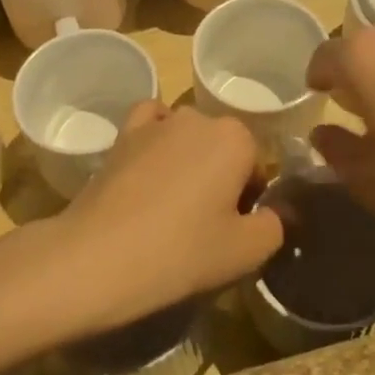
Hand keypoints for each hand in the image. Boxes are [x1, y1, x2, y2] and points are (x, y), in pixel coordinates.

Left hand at [42, 103, 281, 337]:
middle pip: (222, 147)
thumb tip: (273, 213)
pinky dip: (155, 140)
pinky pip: (149, 126)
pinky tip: (148, 171)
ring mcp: (156, 123)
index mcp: (236, 137)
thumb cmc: (182, 251)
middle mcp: (198, 117)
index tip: (232, 229)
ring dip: (187, 162)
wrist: (100, 256)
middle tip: (204, 224)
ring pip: (187, 137)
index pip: (256, 164)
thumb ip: (274, 225)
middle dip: (220, 177)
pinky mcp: (122, 136)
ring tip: (171, 207)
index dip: (249, 198)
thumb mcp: (246, 251)